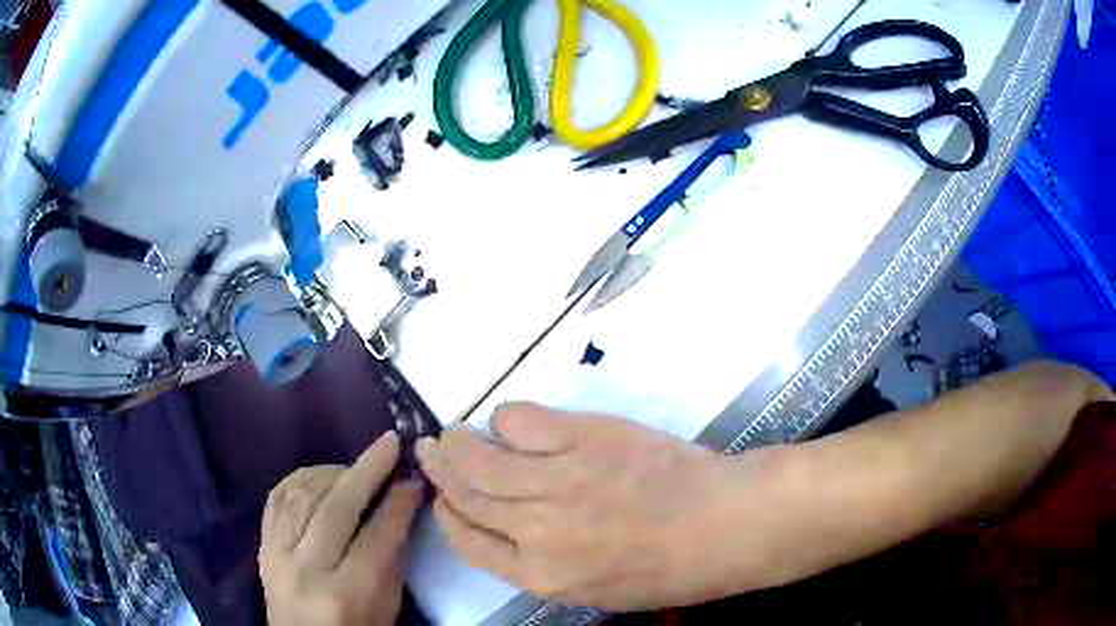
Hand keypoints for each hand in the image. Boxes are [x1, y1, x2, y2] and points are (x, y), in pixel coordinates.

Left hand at [259, 432, 422, 625]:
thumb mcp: (387, 606)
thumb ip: (394, 555)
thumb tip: (403, 502)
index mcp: (345, 595)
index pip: (376, 538)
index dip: (398, 503)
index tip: (413, 476)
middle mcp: (305, 571)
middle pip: (336, 509)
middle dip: (367, 471)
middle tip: (389, 443)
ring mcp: (276, 556)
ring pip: (302, 495)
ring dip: (334, 472)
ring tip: (356, 467)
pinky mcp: (261, 546)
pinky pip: (277, 498)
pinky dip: (301, 478)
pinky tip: (321, 475)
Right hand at [416, 403, 756, 610]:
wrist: (722, 526)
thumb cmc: (670, 568)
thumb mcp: (600, 590)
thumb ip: (551, 566)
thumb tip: (520, 532)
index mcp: (540, 576)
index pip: (470, 543)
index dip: (448, 516)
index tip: (441, 498)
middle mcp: (535, 531)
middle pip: (468, 497)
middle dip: (440, 473)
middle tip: (430, 452)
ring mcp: (556, 482)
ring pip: (483, 459)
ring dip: (459, 444)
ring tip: (450, 432)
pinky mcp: (582, 439)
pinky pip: (523, 421)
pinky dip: (506, 418)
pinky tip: (506, 420)